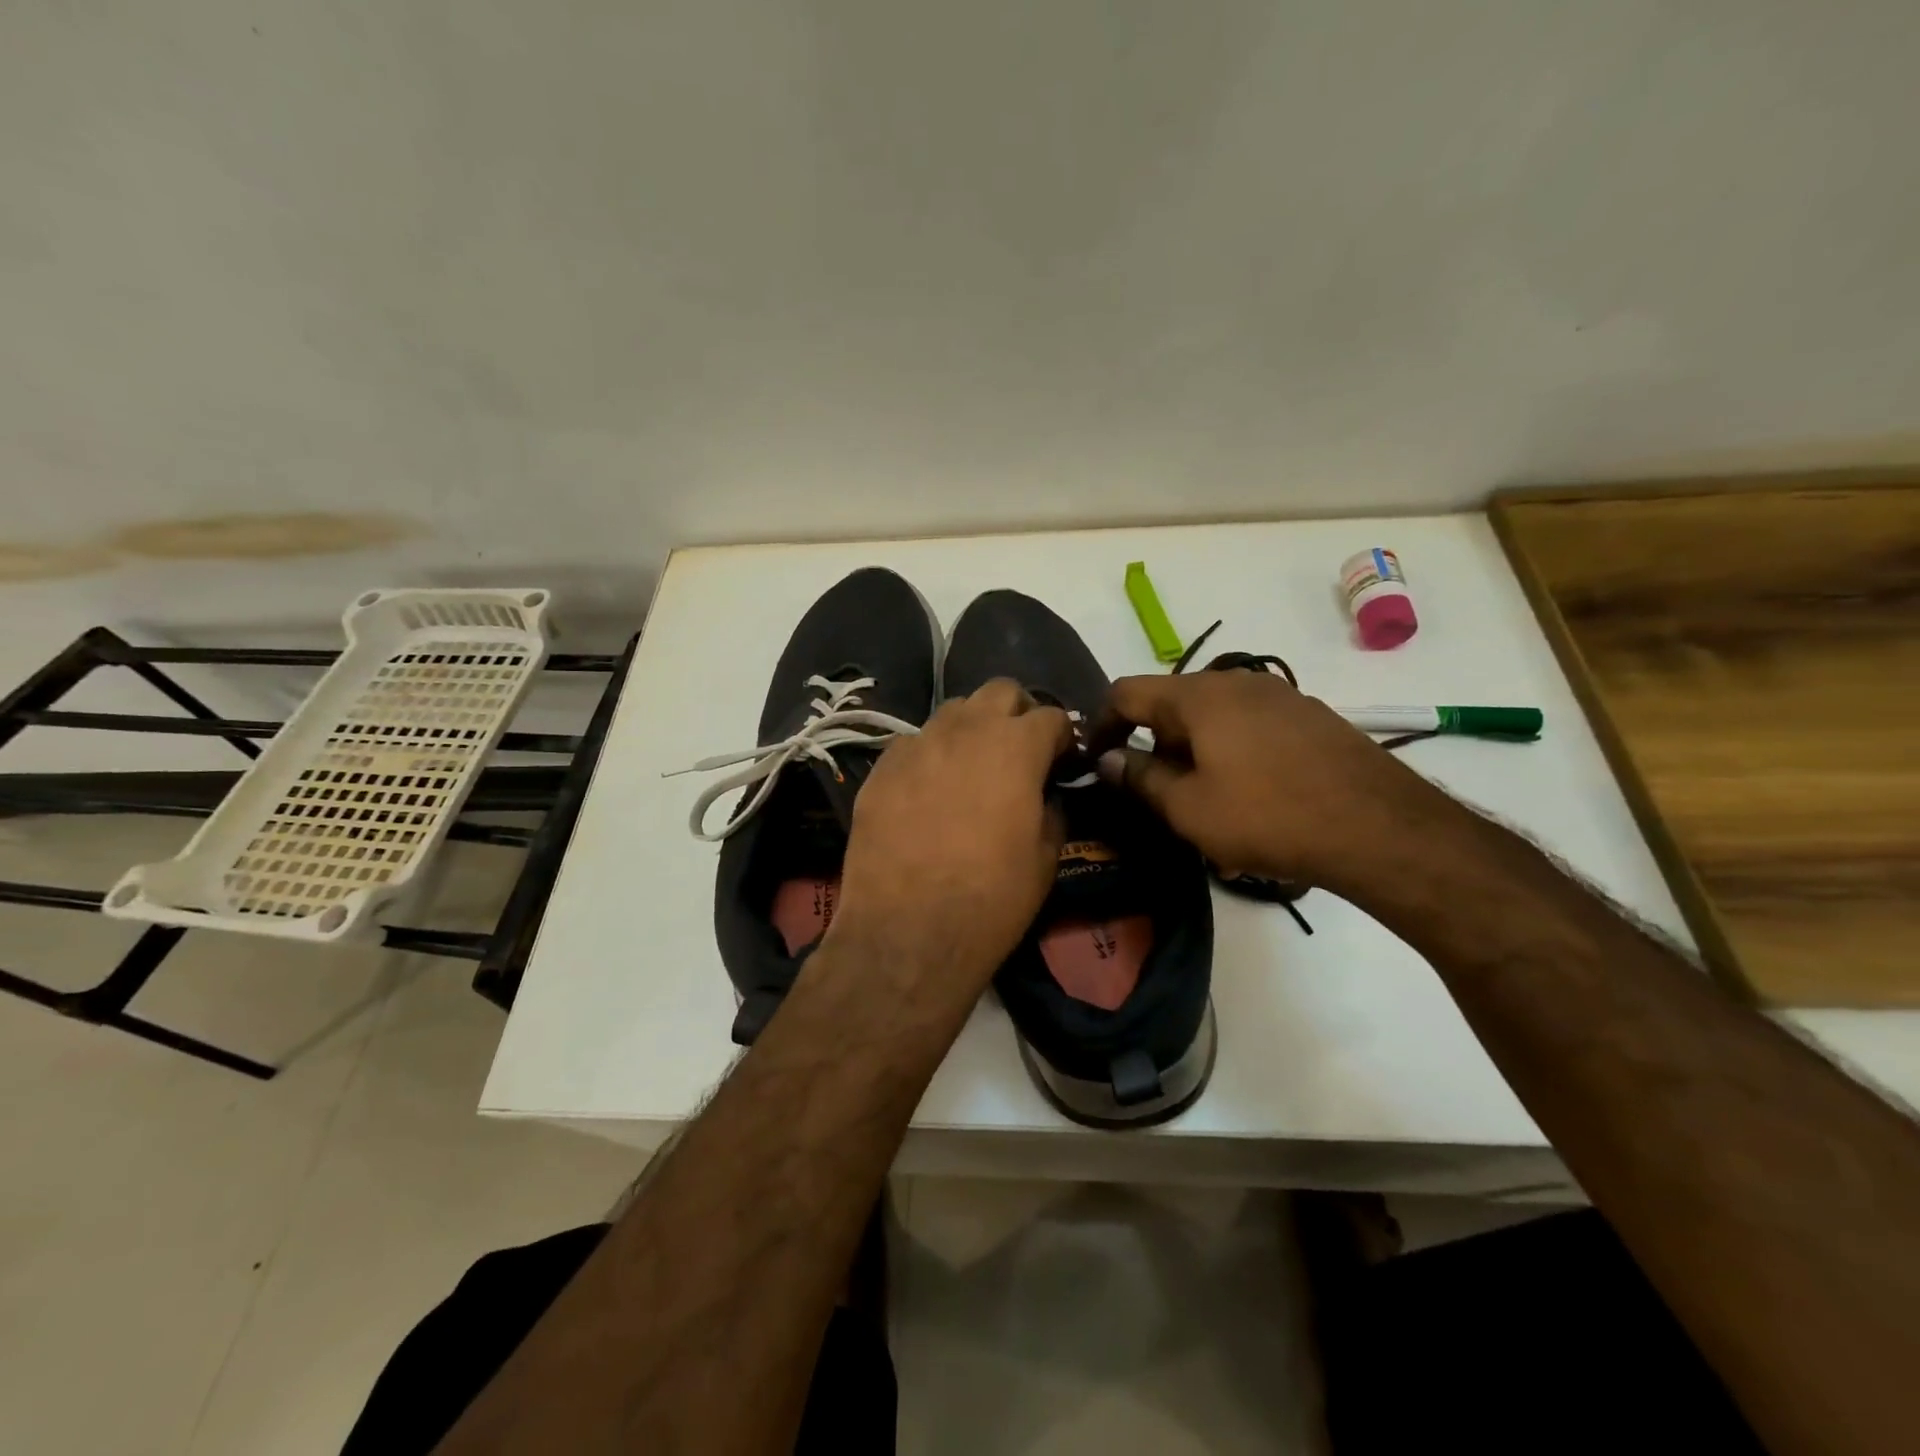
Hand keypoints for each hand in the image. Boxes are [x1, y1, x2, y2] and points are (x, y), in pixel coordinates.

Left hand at [829, 680, 1070, 1007]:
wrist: (907, 931)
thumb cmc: (992, 898)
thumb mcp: (1045, 857)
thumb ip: (1051, 809)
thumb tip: (1044, 793)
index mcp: (1015, 746)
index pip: (1051, 716)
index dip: (1063, 737)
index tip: (1063, 761)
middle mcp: (965, 730)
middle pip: (1000, 692)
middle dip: (1018, 713)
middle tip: (1020, 750)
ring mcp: (917, 744)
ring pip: (953, 712)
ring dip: (972, 729)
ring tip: (972, 767)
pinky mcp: (881, 767)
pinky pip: (913, 744)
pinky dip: (930, 756)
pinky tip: (928, 791)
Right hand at [1091, 670, 1460, 889]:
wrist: (1381, 829)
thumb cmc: (1268, 817)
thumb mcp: (1188, 808)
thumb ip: (1140, 779)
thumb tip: (1109, 760)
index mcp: (1198, 696)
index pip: (1127, 692)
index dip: (1102, 724)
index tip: (1097, 761)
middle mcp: (1237, 683)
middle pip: (1172, 704)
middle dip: (1154, 745)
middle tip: (1155, 795)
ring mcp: (1281, 697)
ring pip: (1214, 718)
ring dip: (1194, 753)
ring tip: (1205, 804)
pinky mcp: (1312, 719)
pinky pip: (1251, 728)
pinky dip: (1232, 754)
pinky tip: (1252, 797)